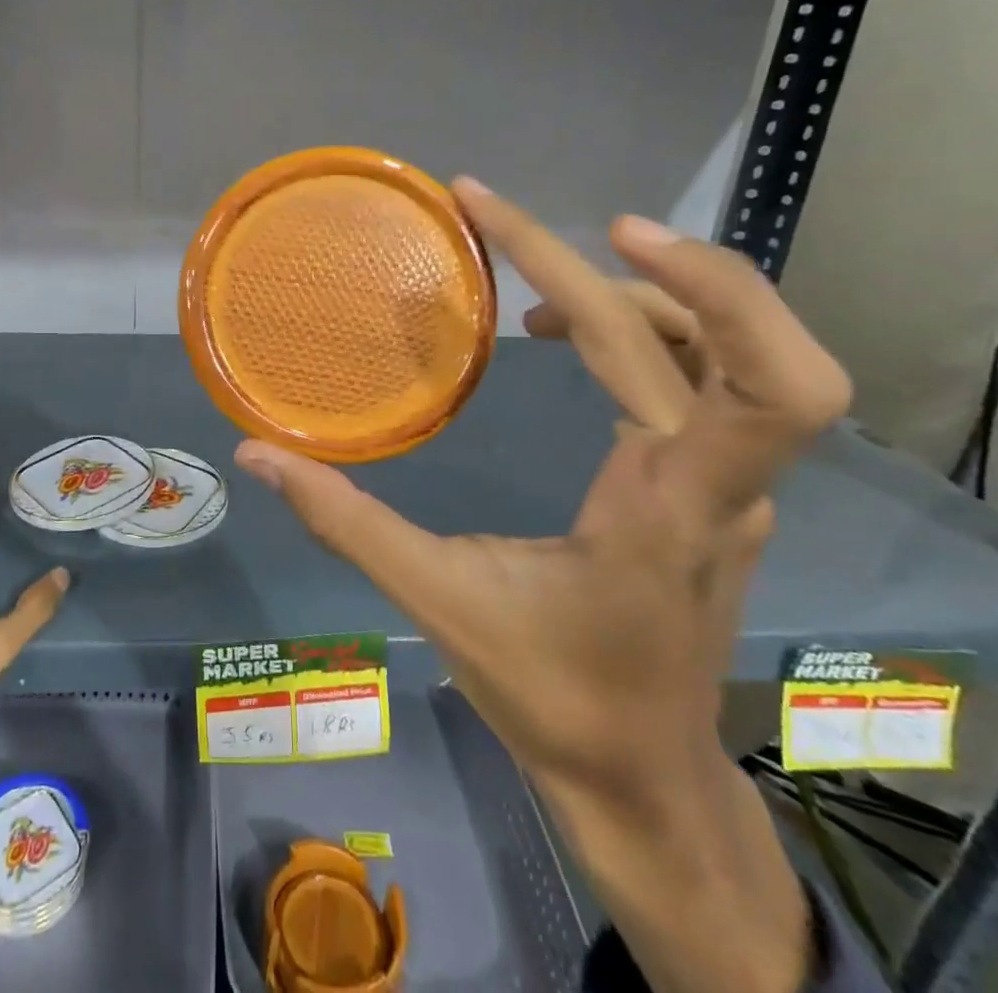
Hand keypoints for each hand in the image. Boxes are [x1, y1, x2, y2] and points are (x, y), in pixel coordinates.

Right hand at [234, 179, 851, 992]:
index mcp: (671, 508)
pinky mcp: (717, 484)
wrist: (641, 776)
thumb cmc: (551, 695)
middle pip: (740, 342)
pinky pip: (707, 376)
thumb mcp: (439, 602)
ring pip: (734, 350)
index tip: (599, 228)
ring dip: (645, 293)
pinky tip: (566, 339)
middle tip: (533, 221)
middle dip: (650, 263)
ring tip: (534, 292)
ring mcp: (732, 484)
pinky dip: (647, 328)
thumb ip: (344, 521)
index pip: (738, 377)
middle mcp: (723, 483)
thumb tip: (257, 453)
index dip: (703, 286)